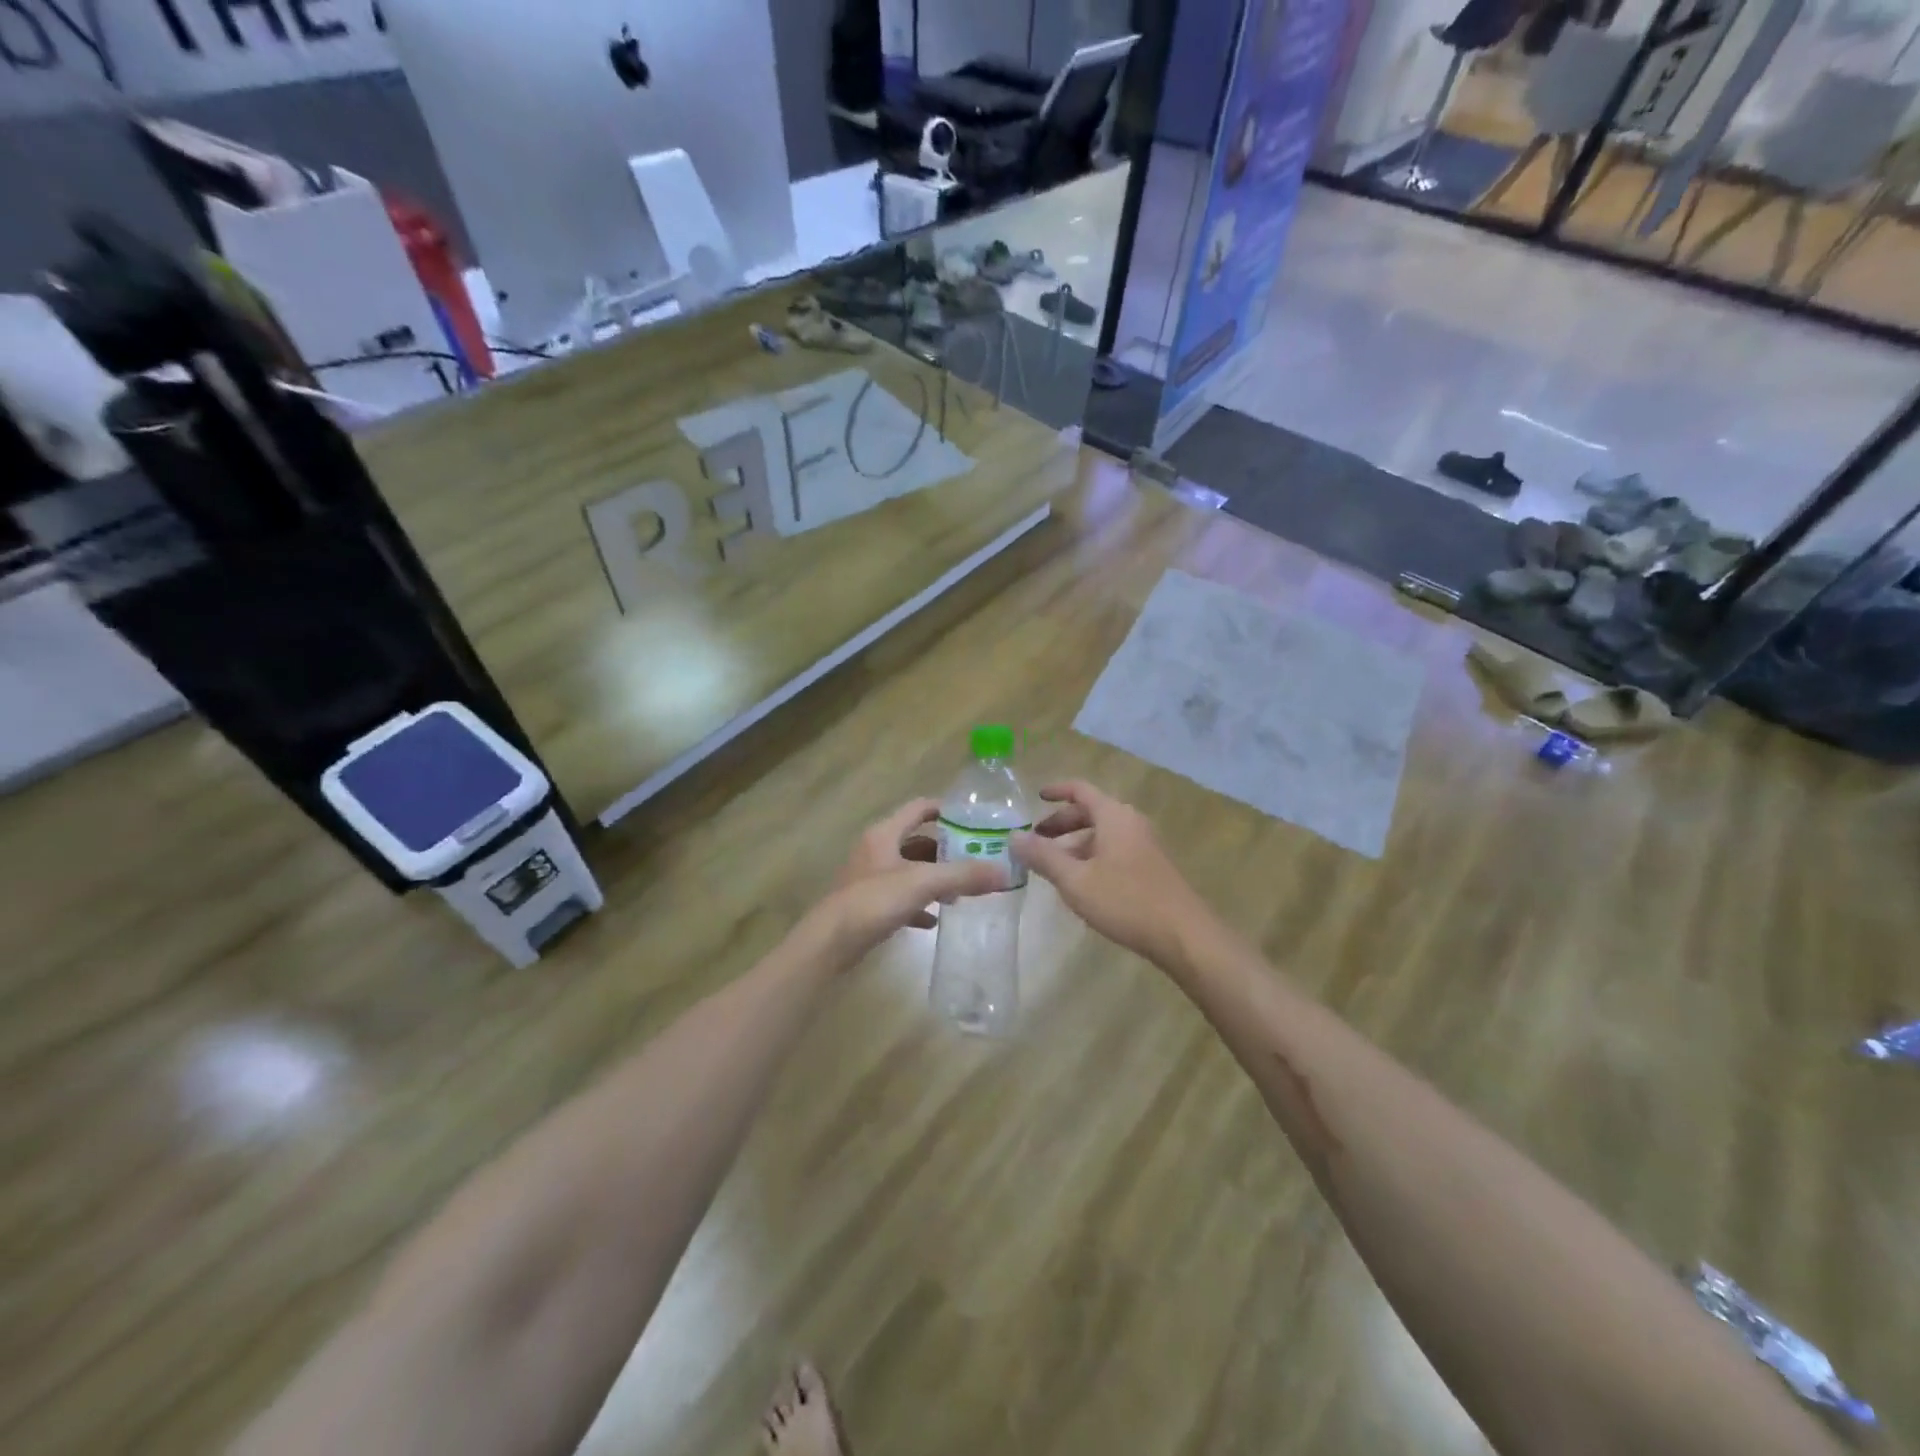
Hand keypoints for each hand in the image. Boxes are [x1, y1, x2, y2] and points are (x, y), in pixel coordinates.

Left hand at [814, 799, 1003, 960]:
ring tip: (962, 892)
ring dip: (934, 878)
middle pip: (918, 841)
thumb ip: (963, 875)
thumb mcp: (923, 883)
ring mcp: (870, 878)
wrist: (829, 943)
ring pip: (910, 870)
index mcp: (885, 833)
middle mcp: (876, 850)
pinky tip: (935, 919)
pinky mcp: (868, 905)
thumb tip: (1004, 872)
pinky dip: (919, 904)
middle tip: (977, 860)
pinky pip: (900, 898)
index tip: (975, 820)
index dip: (946, 810)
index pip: (919, 808)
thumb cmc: (873, 901)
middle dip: (947, 850)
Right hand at [1013, 781, 1212, 967]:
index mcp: (1114, 816)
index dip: (1056, 790)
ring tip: (1051, 867)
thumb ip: (1043, 857)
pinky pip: (1114, 851)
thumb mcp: (1075, 880)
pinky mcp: (1151, 868)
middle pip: (1090, 812)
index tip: (1035, 797)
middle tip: (1035, 841)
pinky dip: (1091, 857)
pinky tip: (1080, 884)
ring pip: (1102, 835)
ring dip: (1074, 845)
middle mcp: (1130, 823)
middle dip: (1060, 824)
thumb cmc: (1125, 900)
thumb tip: (1013, 837)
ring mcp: (1144, 845)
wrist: (1184, 936)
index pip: (1080, 790)